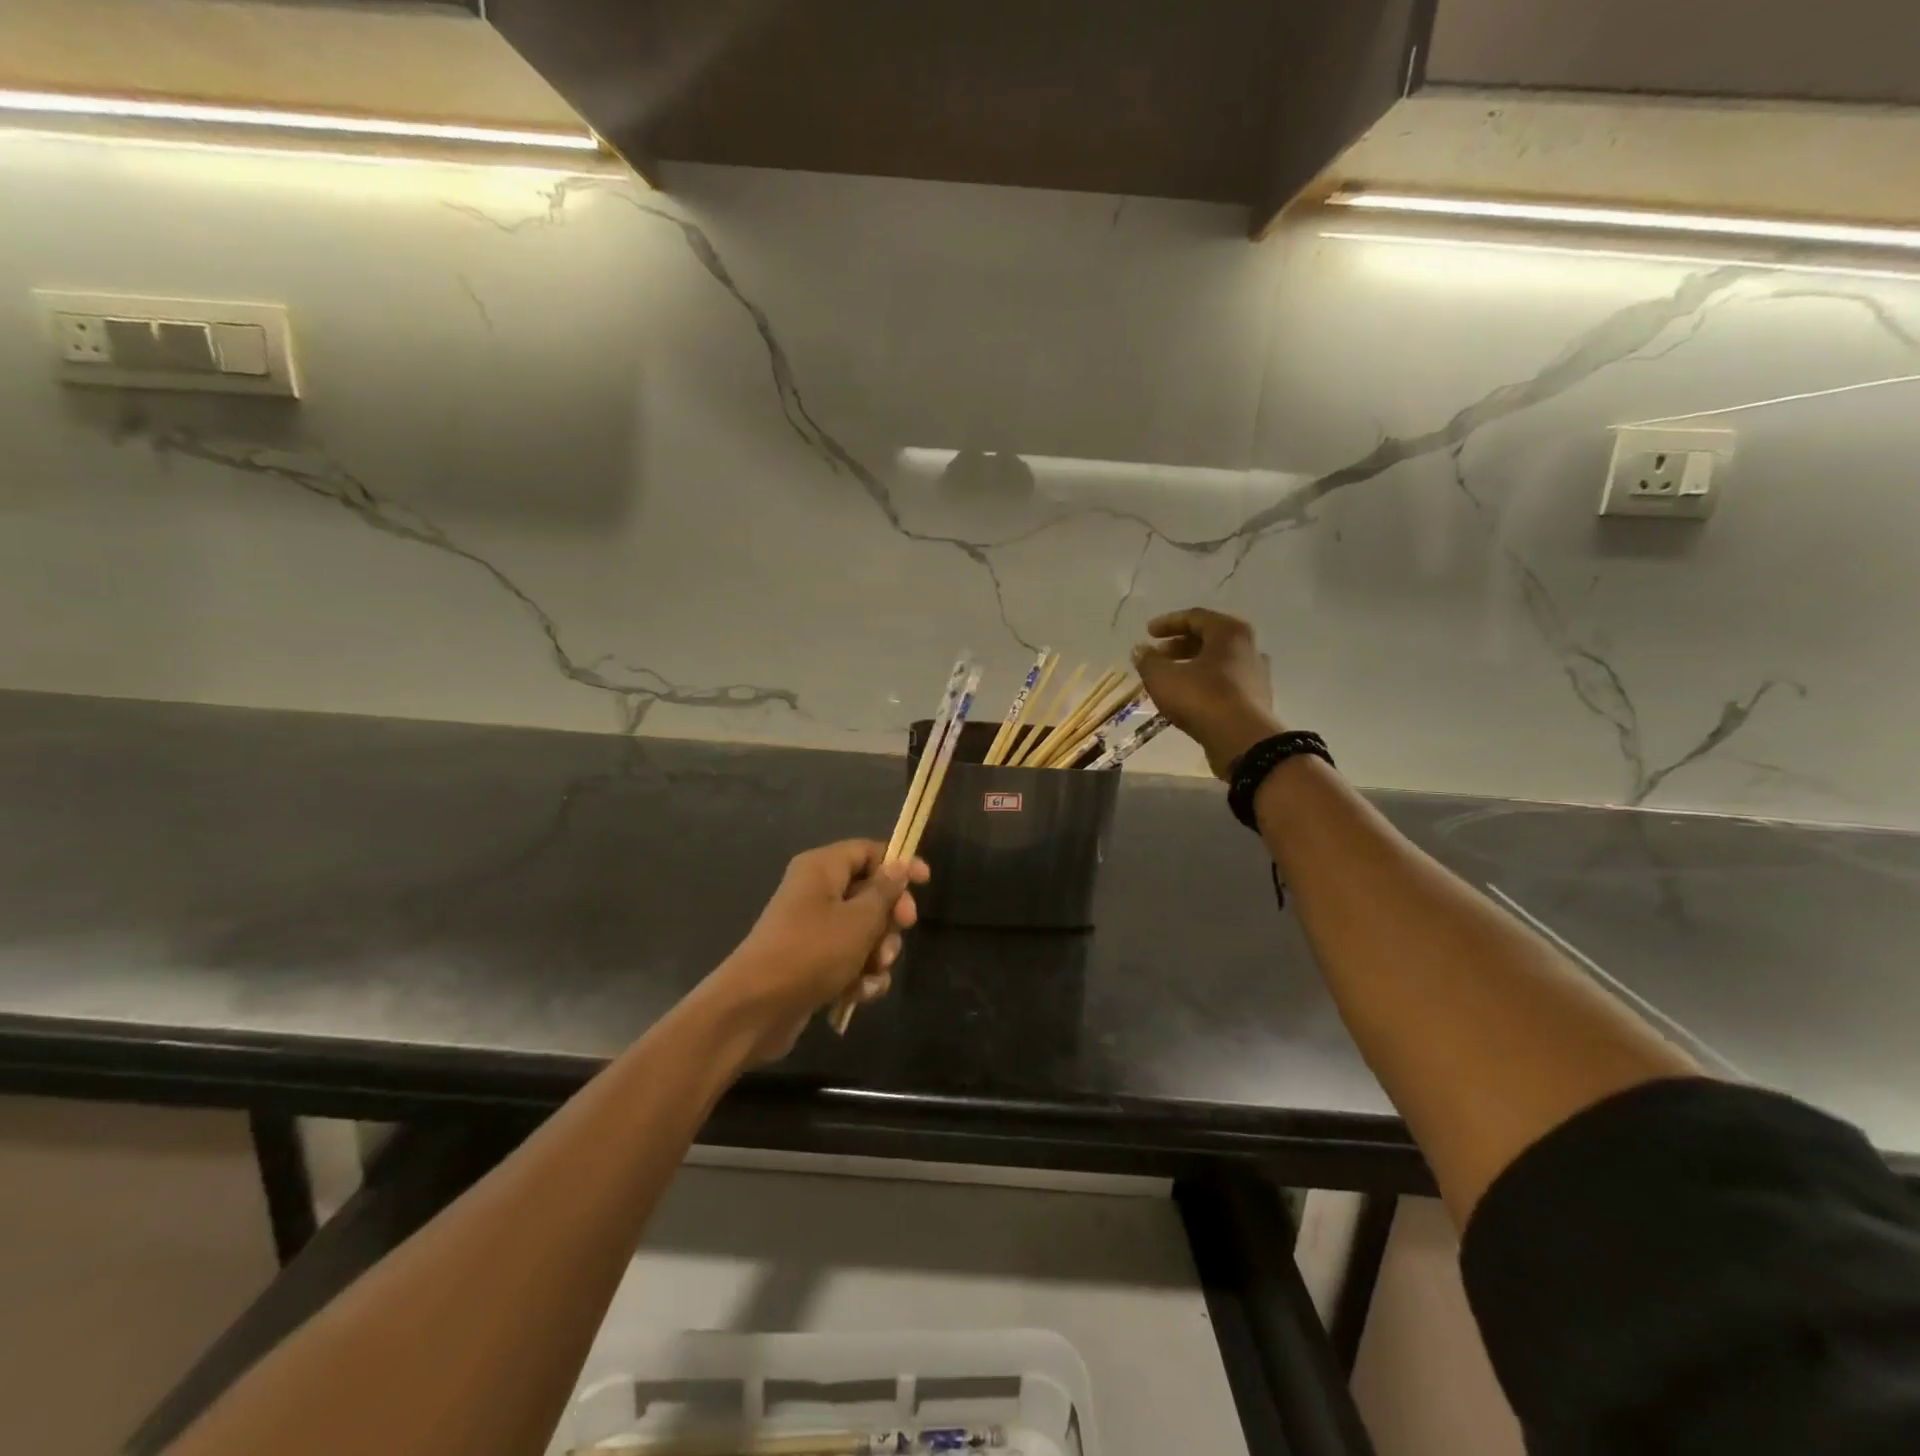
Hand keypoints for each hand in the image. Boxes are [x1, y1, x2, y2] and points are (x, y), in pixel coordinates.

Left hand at [710, 840, 928, 1063]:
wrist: (754, 1009)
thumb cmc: (811, 952)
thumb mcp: (859, 920)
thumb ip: (885, 891)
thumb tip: (899, 865)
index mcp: (822, 868)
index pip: (868, 851)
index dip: (899, 864)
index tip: (926, 883)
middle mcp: (816, 892)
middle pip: (869, 893)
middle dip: (889, 919)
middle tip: (901, 932)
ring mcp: (813, 930)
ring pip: (863, 932)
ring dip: (878, 953)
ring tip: (874, 971)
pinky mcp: (812, 963)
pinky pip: (849, 959)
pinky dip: (859, 975)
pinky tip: (859, 994)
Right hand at [1133, 608, 1283, 778]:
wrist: (1242, 741)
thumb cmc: (1201, 699)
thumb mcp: (1163, 678)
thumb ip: (1148, 661)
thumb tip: (1140, 650)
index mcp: (1229, 633)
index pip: (1195, 617)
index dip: (1168, 623)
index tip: (1148, 633)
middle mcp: (1248, 648)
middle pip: (1209, 639)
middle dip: (1179, 646)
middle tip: (1157, 656)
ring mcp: (1255, 675)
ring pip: (1218, 663)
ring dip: (1192, 666)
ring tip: (1169, 679)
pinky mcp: (1255, 700)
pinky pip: (1225, 684)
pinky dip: (1204, 685)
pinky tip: (1187, 699)